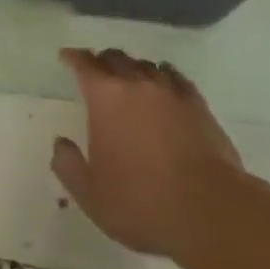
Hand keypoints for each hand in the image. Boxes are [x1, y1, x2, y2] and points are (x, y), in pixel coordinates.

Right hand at [51, 48, 250, 263]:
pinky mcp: (198, 105)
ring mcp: (170, 92)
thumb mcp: (91, 195)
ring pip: (146, 65)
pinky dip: (165, 77)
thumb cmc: (142, 203)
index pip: (84, 64)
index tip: (67, 57)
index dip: (74, 57)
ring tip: (131, 78)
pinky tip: (166, 86)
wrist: (209, 211)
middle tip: (97, 70)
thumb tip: (60, 144)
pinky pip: (176, 79)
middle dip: (102, 61)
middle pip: (116, 58)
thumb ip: (69, 166)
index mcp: (105, 97)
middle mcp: (136, 83)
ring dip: (133, 69)